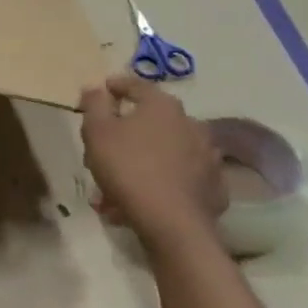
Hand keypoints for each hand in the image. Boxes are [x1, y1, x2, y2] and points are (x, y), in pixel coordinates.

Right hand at [80, 73, 226, 241]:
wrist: (171, 221)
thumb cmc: (128, 167)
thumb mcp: (97, 132)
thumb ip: (94, 104)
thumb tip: (96, 87)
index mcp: (163, 106)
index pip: (137, 85)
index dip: (116, 86)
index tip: (102, 90)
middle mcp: (191, 123)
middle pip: (151, 120)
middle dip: (127, 132)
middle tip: (105, 148)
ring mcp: (207, 155)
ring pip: (165, 151)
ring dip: (143, 159)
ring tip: (120, 182)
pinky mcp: (213, 185)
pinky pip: (180, 176)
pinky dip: (163, 180)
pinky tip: (145, 196)